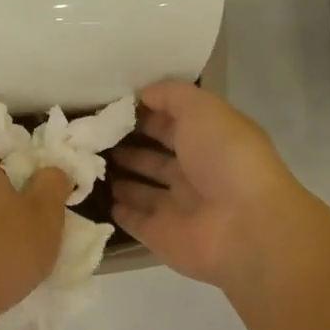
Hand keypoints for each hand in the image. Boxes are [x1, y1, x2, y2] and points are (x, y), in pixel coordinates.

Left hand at [0, 157, 71, 319]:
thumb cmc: (5, 249)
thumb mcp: (45, 213)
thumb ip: (53, 183)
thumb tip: (52, 169)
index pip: (0, 154)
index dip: (24, 167)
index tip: (43, 186)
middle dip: (12, 202)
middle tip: (39, 222)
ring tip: (23, 252)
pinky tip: (0, 271)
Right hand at [110, 81, 310, 288]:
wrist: (245, 227)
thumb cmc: (226, 159)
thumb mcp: (202, 109)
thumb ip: (172, 96)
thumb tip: (142, 94)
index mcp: (209, 141)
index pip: (172, 123)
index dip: (144, 114)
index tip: (109, 107)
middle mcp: (194, 173)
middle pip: (154, 157)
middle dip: (127, 145)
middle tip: (90, 135)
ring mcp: (176, 207)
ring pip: (141, 189)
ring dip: (119, 178)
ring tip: (84, 162)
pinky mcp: (160, 235)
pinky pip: (133, 220)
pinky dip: (116, 210)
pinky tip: (91, 196)